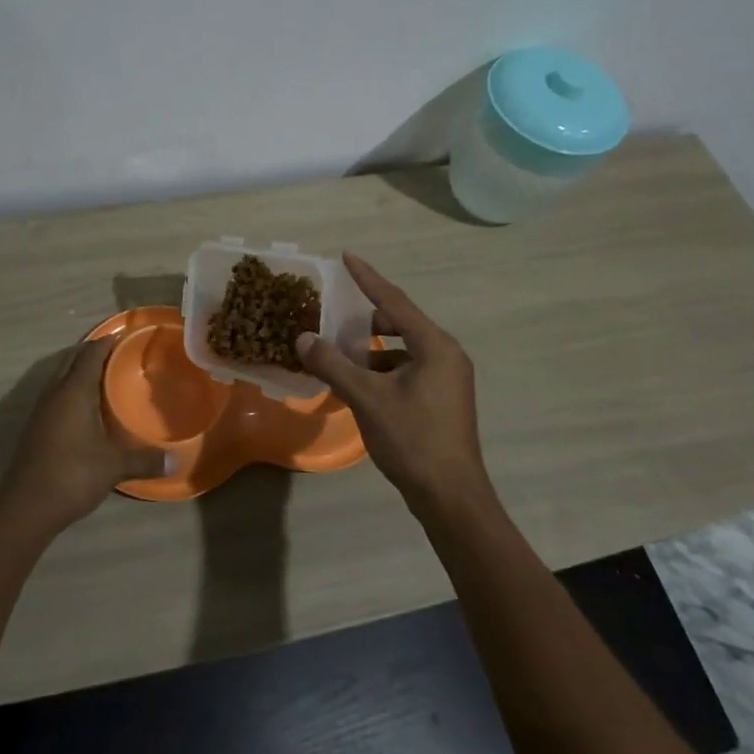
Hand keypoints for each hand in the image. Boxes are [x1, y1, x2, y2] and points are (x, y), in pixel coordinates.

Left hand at [0, 337, 168, 531]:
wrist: (26, 506)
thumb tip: (176, 460)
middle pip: (73, 359)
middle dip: (93, 351)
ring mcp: (41, 410)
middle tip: (120, 353)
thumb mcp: (114, 466)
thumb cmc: (73, 475)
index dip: (108, 341)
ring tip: (106, 376)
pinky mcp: (36, 427)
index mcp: (74, 390)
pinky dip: (72, 390)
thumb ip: (145, 459)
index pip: (91, 353)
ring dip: (80, 370)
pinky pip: (56, 395)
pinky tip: (88, 408)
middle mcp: (55, 392)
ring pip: (61, 377)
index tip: (126, 335)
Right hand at [296, 253, 496, 517]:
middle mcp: (446, 354)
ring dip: (372, 348)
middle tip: (335, 318)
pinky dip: (383, 367)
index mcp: (434, 346)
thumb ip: (333, 364)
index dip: (367, 278)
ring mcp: (448, 378)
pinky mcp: (443, 398)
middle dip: (366, 319)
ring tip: (340, 355)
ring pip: (403, 348)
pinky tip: (359, 383)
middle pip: (401, 322)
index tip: (346, 256)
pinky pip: (408, 368)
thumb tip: (303, 338)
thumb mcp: (367, 398)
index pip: (394, 301)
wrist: (451, 496)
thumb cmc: (412, 439)